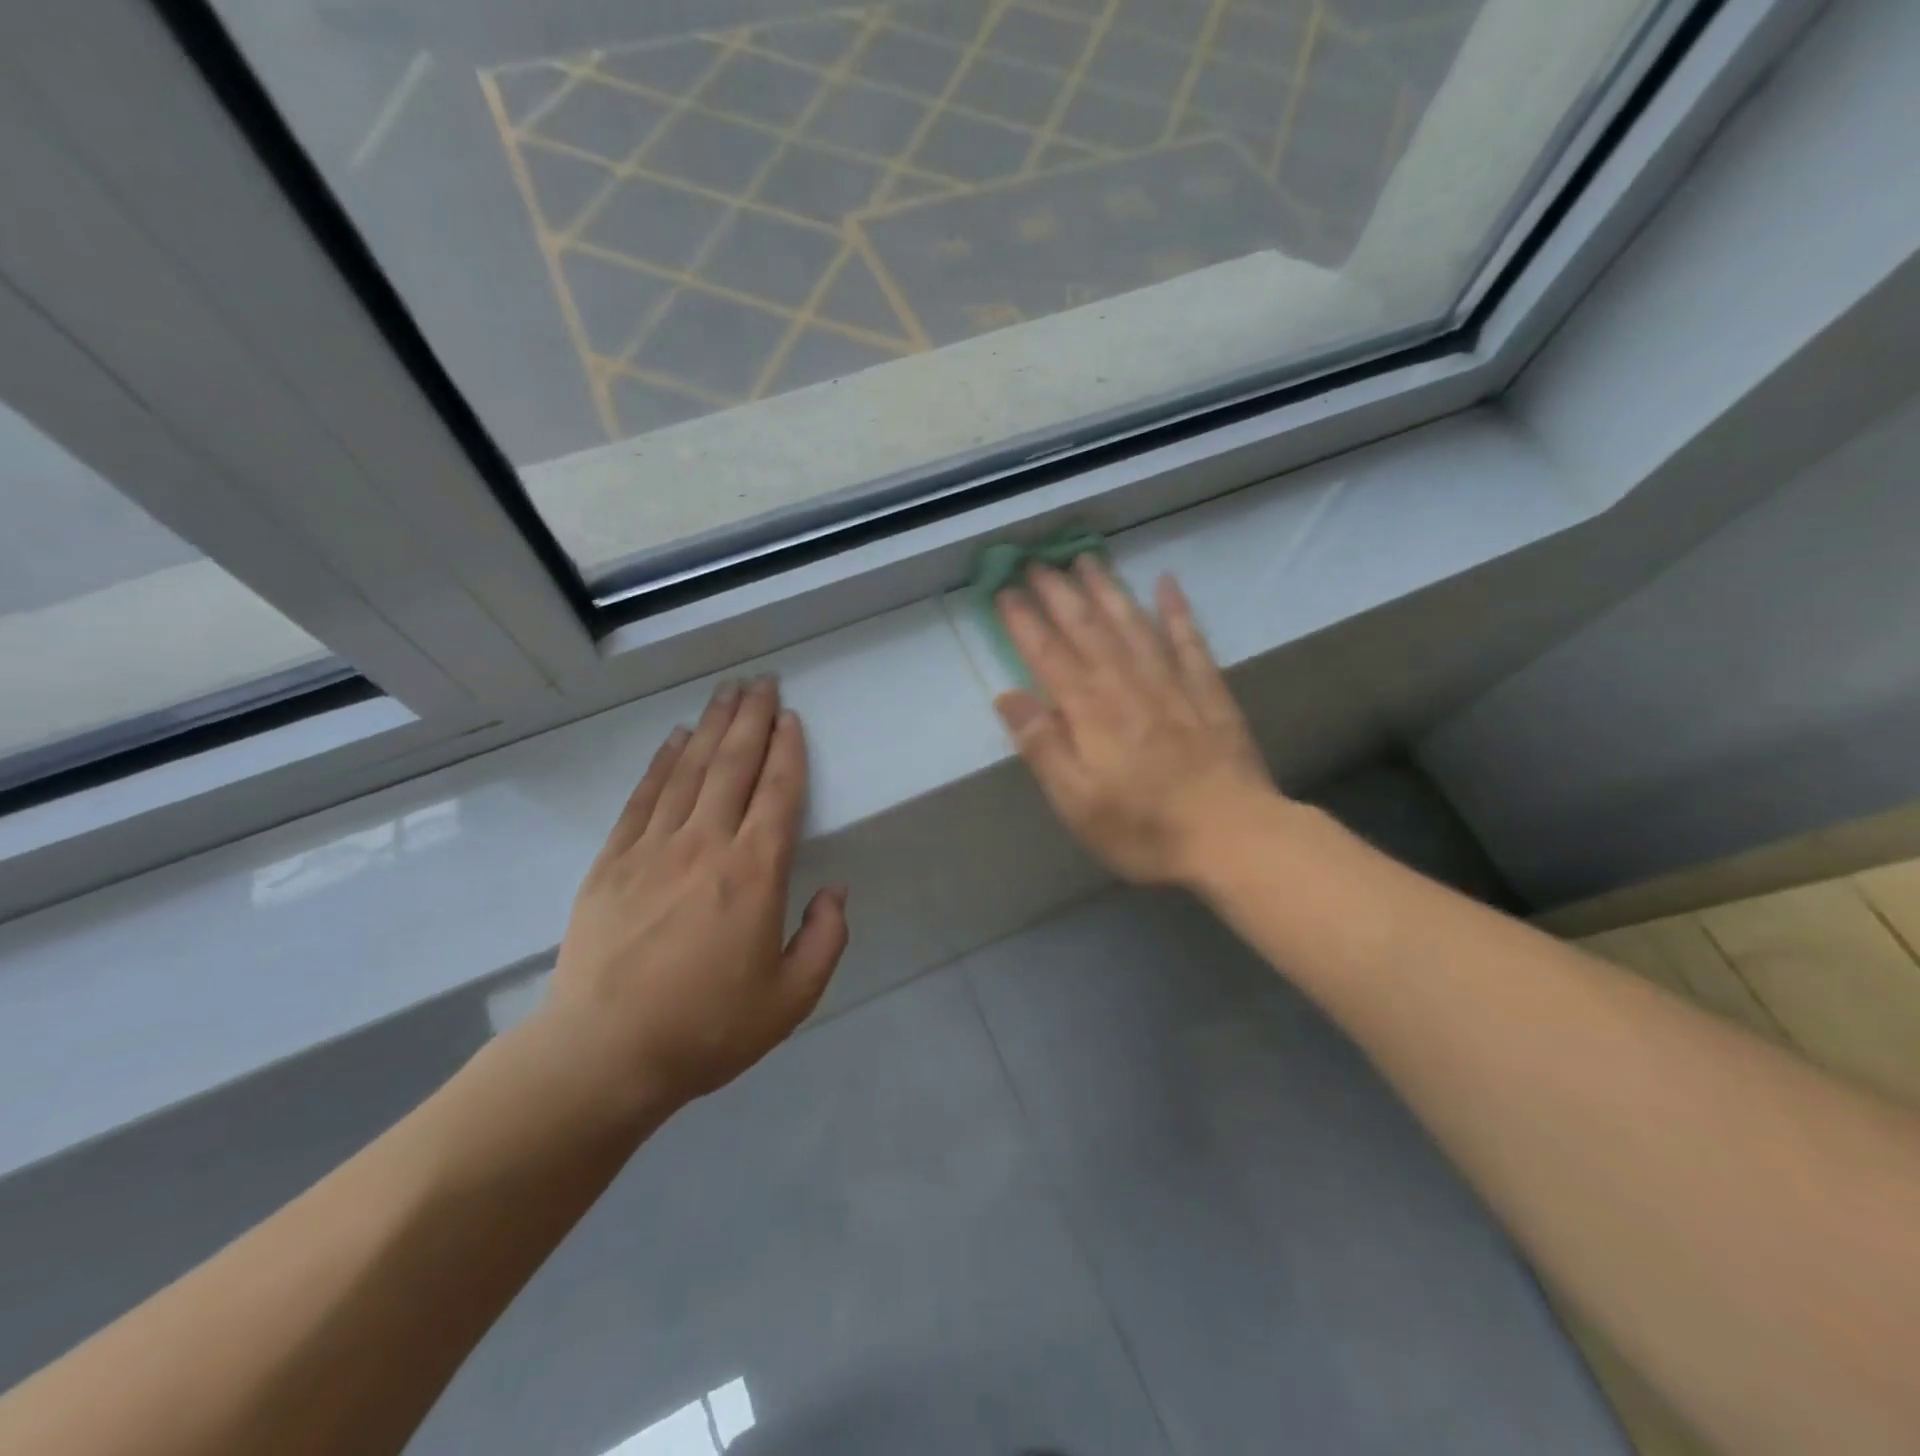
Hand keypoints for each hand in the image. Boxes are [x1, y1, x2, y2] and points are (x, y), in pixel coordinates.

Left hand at [540, 678, 848, 1117]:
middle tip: (762, 680)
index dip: (788, 749)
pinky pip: (643, 797)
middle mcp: (706, 845)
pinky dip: (662, 762)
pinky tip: (674, 739)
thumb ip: (825, 939)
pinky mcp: (613, 861)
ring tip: (726, 692)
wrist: (604, 1055)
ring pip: (689, 770)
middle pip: (733, 764)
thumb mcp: (791, 999)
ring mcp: (653, 848)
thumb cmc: (707, 1028)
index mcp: (754, 873)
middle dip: (751, 717)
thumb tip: (834, 891)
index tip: (791, 716)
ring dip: (711, 726)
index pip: (778, 792)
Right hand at [995, 559, 1280, 886]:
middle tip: (1037, 562)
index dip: (1023, 621)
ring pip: (1132, 623)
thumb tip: (1006, 695)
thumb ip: (1042, 745)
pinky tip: (1167, 582)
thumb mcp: (1076, 801)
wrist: (1233, 836)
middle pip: (1087, 628)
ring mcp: (1171, 682)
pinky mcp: (1208, 691)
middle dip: (1059, 593)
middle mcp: (1127, 683)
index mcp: (1090, 710)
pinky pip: (1190, 639)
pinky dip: (1177, 609)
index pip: (1048, 655)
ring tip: (1087, 558)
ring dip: (1107, 588)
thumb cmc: (1143, 827)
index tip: (1003, 591)